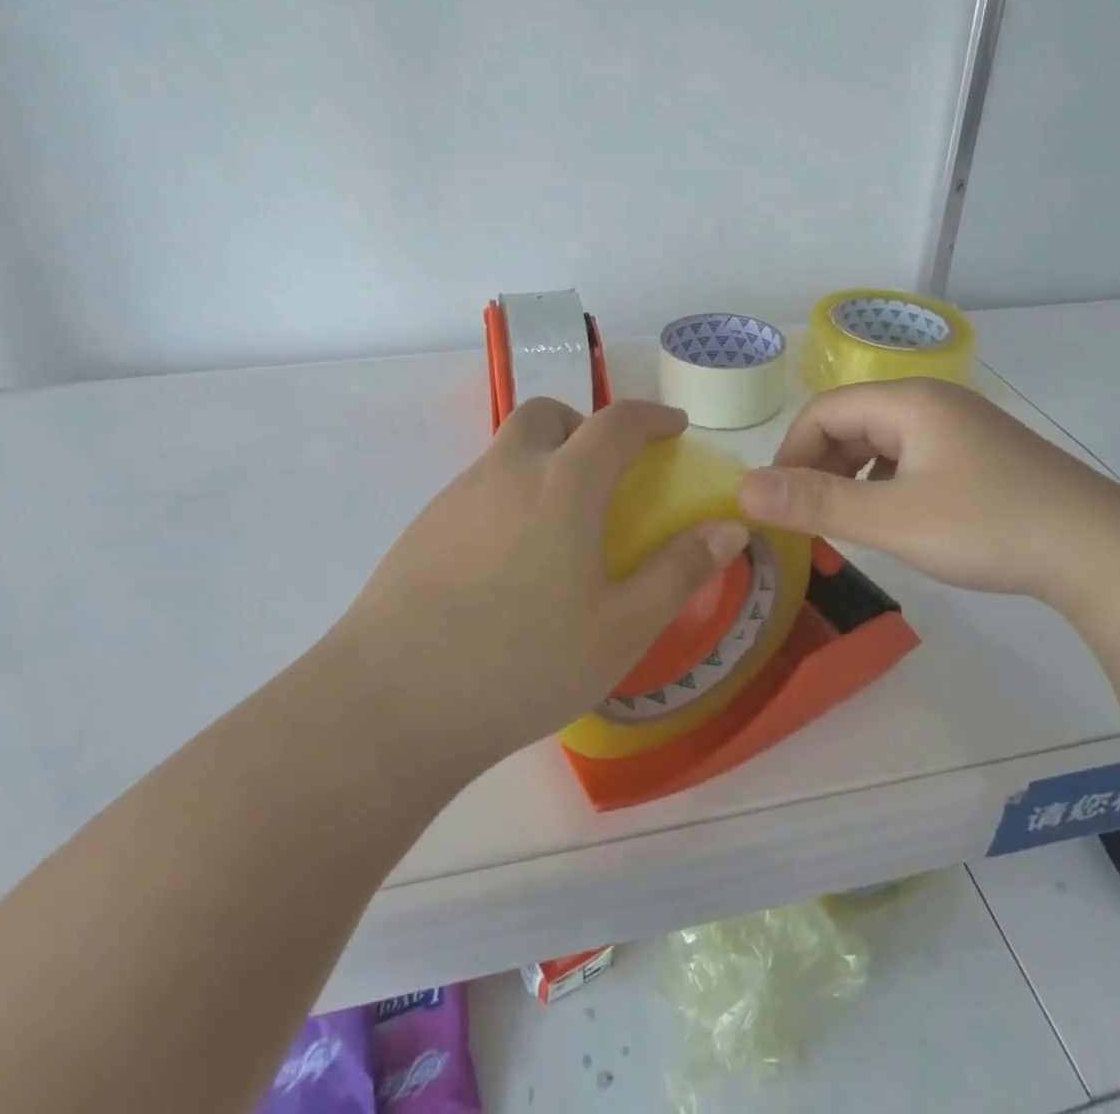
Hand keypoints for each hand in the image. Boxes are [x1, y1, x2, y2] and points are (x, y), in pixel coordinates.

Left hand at [333, 398, 748, 771]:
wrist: (390, 704)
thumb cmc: (522, 663)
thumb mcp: (621, 627)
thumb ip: (680, 571)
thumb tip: (730, 528)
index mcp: (563, 484)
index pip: (617, 422)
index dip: (653, 417)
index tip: (675, 428)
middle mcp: (507, 472)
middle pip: (548, 414)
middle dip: (586, 425)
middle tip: (608, 471)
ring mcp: (457, 497)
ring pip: (509, 449)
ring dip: (545, 459)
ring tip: (562, 525)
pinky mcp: (422, 528)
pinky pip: (479, 486)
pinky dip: (510, 493)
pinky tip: (512, 561)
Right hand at [736, 378, 1119, 603]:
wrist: (1103, 552)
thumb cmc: (989, 526)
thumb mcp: (892, 519)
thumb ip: (815, 503)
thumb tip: (743, 491)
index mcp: (908, 401)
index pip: (821, 412)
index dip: (789, 455)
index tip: (779, 505)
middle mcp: (932, 401)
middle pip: (851, 422)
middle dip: (819, 467)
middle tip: (810, 519)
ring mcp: (962, 426)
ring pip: (882, 441)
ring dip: (852, 476)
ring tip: (847, 521)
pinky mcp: (981, 454)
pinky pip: (913, 456)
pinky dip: (887, 482)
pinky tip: (895, 517)